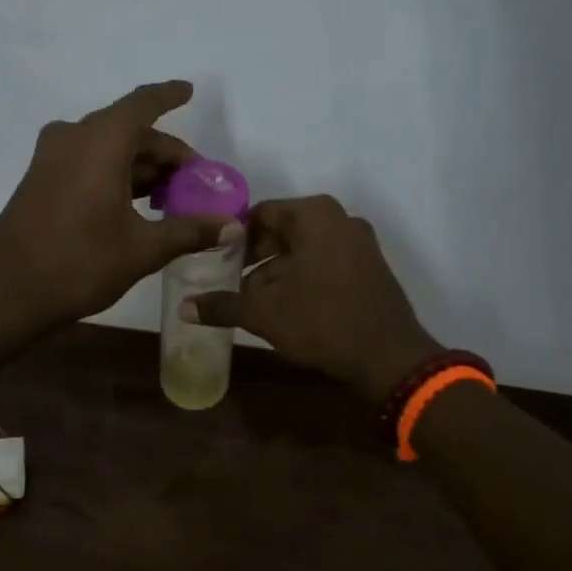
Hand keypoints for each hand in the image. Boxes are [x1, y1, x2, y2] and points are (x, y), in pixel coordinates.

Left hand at [0, 81, 239, 329]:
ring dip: (140, 167)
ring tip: (170, 197)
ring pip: (106, 148)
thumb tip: (232, 226)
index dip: (169, 96)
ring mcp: (50, 158)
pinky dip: (114, 174)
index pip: (143, 104)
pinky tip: (135, 204)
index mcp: (100, 141)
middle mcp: (73, 137)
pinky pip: (86, 162)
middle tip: (193, 180)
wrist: (9, 292)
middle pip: (128, 130)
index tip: (189, 91)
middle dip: (163, 152)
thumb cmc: (80, 264)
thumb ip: (189, 231)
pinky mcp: (39, 180)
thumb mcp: (142, 249)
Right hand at [185, 196, 443, 401]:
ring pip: (305, 250)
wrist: (387, 356)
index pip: (261, 214)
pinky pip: (326, 263)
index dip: (233, 236)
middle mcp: (340, 219)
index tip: (213, 259)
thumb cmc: (321, 322)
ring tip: (252, 300)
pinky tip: (285, 307)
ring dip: (276, 271)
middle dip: (254, 256)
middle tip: (228, 281)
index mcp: (314, 216)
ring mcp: (360, 243)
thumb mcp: (264, 314)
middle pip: (284, 230)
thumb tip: (184, 308)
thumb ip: (222, 305)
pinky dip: (303, 278)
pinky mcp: (371, 268)